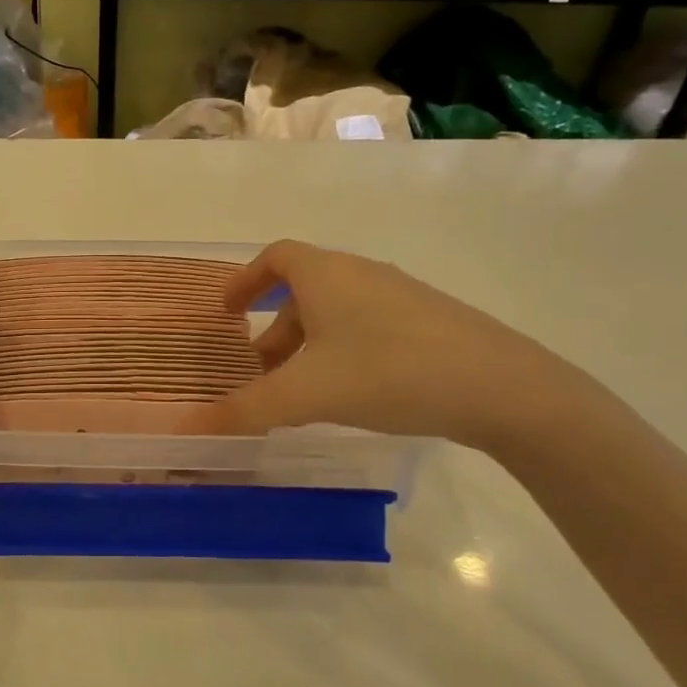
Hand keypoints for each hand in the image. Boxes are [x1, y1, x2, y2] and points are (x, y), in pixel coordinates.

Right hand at [189, 240, 574, 449]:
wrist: (501, 387)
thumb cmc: (388, 372)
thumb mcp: (306, 394)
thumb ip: (245, 410)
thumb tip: (186, 429)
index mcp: (325, 275)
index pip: (275, 257)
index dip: (244, 280)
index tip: (226, 311)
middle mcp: (361, 274)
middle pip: (303, 289)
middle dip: (273, 327)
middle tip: (258, 369)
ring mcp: (400, 296)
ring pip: (336, 310)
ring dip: (307, 342)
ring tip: (299, 390)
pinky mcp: (429, 322)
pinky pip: (366, 326)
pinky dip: (341, 350)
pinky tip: (350, 392)